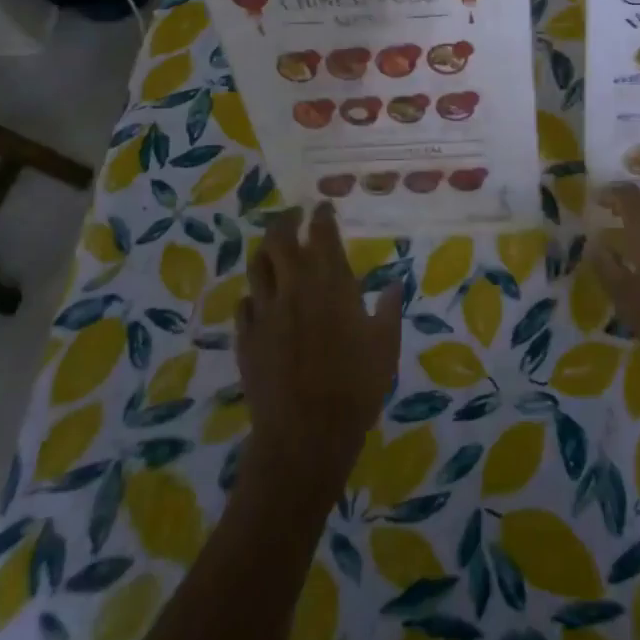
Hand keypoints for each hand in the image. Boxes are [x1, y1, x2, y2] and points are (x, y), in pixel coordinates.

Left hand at [236, 204, 403, 504]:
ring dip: (266, 251)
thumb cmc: (356, 386)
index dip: (321, 216)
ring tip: (274, 248)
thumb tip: (394, 282)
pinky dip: (254, 294)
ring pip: (257, 266)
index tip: (323, 206)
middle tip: (294, 215)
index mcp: (331, 284)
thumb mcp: (386, 345)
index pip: (322, 235)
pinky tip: (260, 299)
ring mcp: (265, 312)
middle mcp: (294, 288)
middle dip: (286, 221)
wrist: (305, 433)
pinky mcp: (246, 338)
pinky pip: (244, 304)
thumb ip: (389, 308)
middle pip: (279, 239)